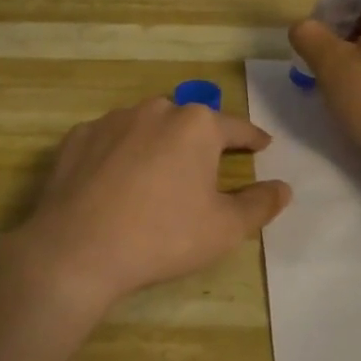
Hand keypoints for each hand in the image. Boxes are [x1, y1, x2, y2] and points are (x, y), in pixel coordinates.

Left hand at [4, 97, 291, 321]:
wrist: (77, 250)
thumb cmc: (163, 236)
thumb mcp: (224, 228)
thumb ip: (259, 204)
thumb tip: (283, 187)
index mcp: (196, 125)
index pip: (236, 128)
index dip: (252, 139)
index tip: (262, 145)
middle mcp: (155, 110)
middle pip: (188, 123)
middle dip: (200, 141)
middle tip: (204, 170)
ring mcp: (111, 120)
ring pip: (146, 127)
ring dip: (157, 145)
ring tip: (156, 177)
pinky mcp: (77, 137)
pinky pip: (109, 140)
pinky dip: (119, 155)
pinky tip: (115, 183)